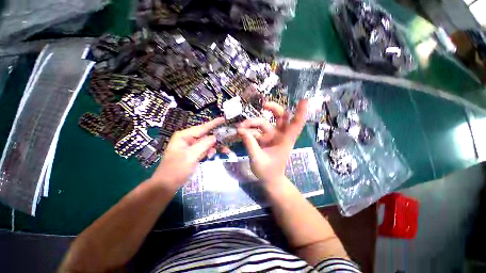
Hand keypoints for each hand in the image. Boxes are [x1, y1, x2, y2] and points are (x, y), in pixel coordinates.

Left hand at [151, 117, 224, 188]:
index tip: (223, 119)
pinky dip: (209, 152)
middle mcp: (187, 139)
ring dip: (214, 147)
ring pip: (206, 143)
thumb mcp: (191, 155)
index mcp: (184, 136)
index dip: (213, 123)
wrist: (166, 185)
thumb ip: (204, 144)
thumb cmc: (176, 169)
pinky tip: (212, 155)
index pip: (202, 128)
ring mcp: (190, 147)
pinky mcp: (192, 154)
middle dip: (216, 139)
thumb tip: (215, 137)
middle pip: (205, 135)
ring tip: (225, 150)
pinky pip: (204, 150)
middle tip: (228, 140)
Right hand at [238, 100, 307, 184]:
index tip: (304, 100)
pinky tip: (240, 133)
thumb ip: (250, 145)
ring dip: (252, 122)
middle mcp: (279, 135)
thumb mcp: (258, 160)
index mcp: (285, 140)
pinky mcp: (263, 139)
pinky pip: (256, 130)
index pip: (295, 124)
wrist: (269, 179)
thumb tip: (242, 131)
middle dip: (273, 108)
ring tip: (240, 127)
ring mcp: (271, 136)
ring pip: (263, 122)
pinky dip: (248, 131)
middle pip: (281, 116)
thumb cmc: (268, 172)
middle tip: (263, 105)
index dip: (300, 113)